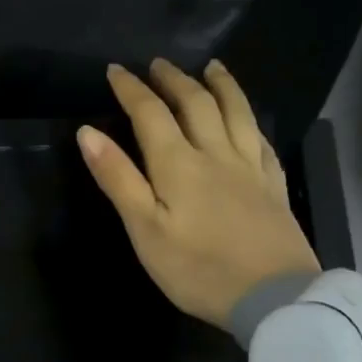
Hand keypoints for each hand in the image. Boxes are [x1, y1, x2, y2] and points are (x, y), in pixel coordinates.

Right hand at [80, 59, 319, 329]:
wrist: (272, 297)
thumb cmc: (197, 270)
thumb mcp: (145, 230)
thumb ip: (118, 179)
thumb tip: (88, 133)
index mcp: (179, 165)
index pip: (151, 114)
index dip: (131, 90)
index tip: (116, 71)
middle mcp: (216, 154)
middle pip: (196, 104)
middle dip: (174, 80)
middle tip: (158, 64)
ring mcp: (250, 168)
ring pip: (236, 113)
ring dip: (220, 86)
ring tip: (211, 68)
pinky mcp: (274, 186)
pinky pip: (261, 139)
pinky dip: (250, 119)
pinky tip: (248, 119)